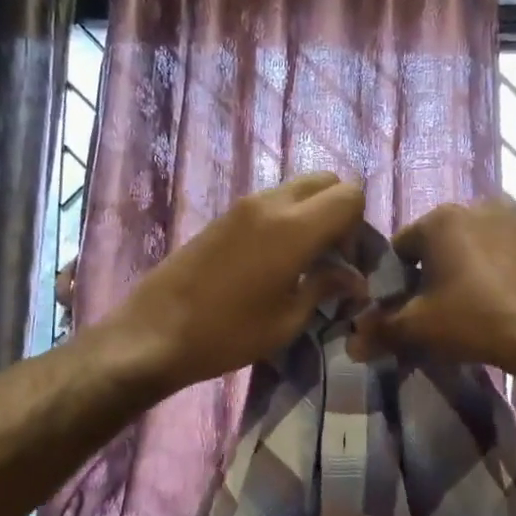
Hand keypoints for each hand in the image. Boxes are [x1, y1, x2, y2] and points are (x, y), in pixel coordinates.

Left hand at [98, 174, 367, 395]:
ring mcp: (243, 205)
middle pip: (326, 181)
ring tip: (306, 261)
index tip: (347, 264)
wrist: (156, 333)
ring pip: (297, 188)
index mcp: (293, 228)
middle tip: (332, 257)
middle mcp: (270, 204)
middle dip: (340, 213)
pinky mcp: (224, 216)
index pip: (351, 195)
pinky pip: (271, 201)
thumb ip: (326, 288)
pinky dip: (288, 219)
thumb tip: (355, 279)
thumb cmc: (228, 334)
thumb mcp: (287, 320)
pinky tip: (277, 261)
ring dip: (313, 215)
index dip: (359, 228)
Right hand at [350, 199, 515, 375]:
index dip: (398, 277)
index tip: (403, 306)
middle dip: (438, 260)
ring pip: (495, 221)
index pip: (403, 246)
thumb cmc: (467, 321)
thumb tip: (351, 343)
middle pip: (445, 234)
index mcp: (440, 222)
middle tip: (438, 300)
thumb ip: (379, 331)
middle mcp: (478, 210)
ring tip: (480, 273)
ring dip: (487, 239)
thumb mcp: (414, 328)